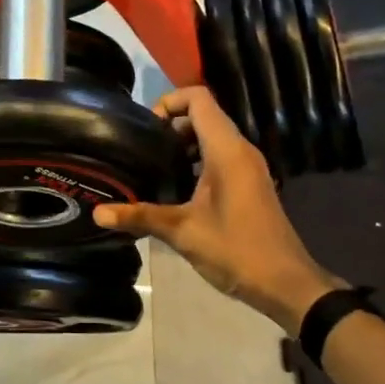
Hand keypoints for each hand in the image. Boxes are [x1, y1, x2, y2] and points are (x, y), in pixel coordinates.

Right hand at [93, 87, 344, 333]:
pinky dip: (197, 159)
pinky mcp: (250, 182)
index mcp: (227, 150)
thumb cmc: (237, 251)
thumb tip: (97, 214)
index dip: (168, 101)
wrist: (287, 285)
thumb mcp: (183, 233)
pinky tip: (176, 187)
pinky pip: (220, 155)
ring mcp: (248, 166)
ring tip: (153, 167)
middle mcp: (240, 149)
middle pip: (203, 114)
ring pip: (212, 135)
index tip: (145, 128)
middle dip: (170, 125)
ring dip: (182, 144)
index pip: (198, 98)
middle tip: (142, 150)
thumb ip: (140, 216)